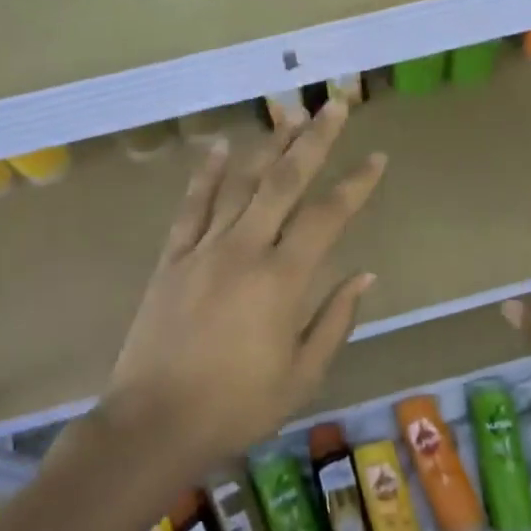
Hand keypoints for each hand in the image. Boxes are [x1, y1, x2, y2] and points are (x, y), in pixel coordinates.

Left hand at [102, 101, 386, 468]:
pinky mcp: (172, 258)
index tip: (377, 157)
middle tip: (334, 105)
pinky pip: (192, 207)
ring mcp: (204, 249)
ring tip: (288, 114)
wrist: (153, 425)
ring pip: (241, 184)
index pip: (328, 217)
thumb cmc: (236, 407)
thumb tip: (365, 275)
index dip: (356, 185)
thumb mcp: (302, 375)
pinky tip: (221, 146)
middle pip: (285, 182)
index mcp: (283, 280)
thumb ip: (335, 320)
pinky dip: (207, 174)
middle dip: (313, 140)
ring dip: (268, 146)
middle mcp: (245, 250)